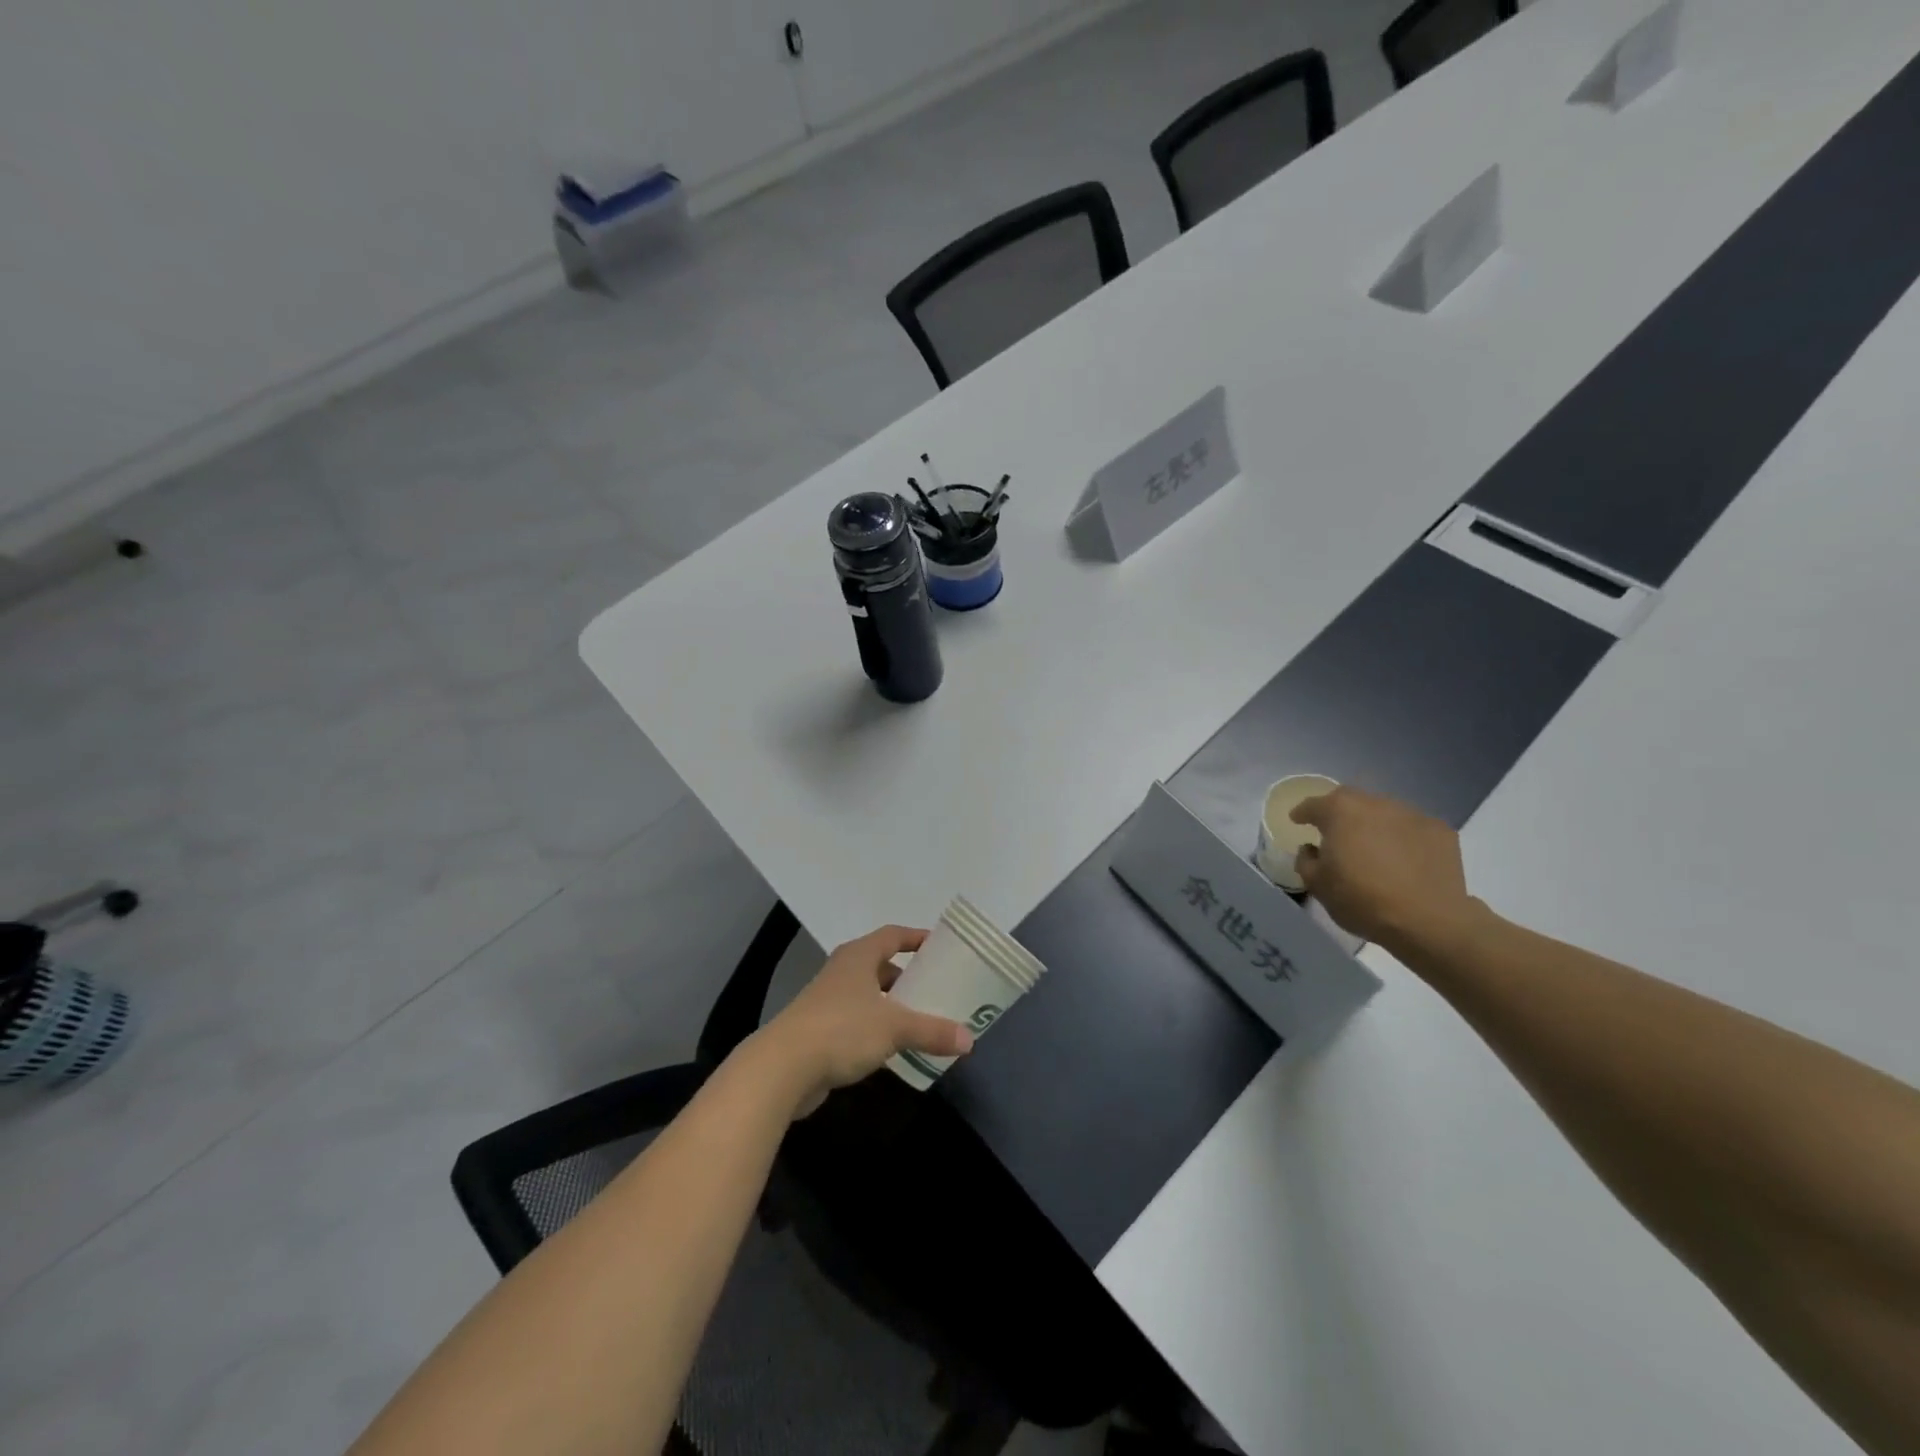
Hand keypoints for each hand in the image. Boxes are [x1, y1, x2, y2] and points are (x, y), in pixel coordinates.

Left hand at [755, 925, 973, 1116]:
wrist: (782, 1067)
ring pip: (868, 995)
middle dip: (907, 976)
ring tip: (921, 1019)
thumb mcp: (895, 1028)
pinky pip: (856, 1021)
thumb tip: (969, 1040)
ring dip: (891, 1005)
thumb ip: (933, 1031)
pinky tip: (892, 1048)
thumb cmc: (842, 1030)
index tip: (939, 947)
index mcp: (859, 956)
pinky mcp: (819, 1030)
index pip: (892, 935)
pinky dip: (876, 1028)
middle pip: (880, 965)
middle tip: (935, 989)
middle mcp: (842, 971)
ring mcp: (827, 1001)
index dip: (916, 938)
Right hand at [1290, 786, 1480, 949]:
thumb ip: (1306, 860)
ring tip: (1373, 847)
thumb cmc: (1362, 900)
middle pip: (1351, 800)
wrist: (1428, 920)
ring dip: (1373, 824)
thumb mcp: (1317, 885)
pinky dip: (1403, 838)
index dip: (1302, 812)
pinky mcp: (1440, 831)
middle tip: (1335, 832)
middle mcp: (1375, 804)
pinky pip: (1412, 828)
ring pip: (1384, 812)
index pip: (1313, 804)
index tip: (1297, 820)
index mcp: (1340, 811)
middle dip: (1339, 812)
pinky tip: (1404, 859)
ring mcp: (1412, 814)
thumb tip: (1311, 849)